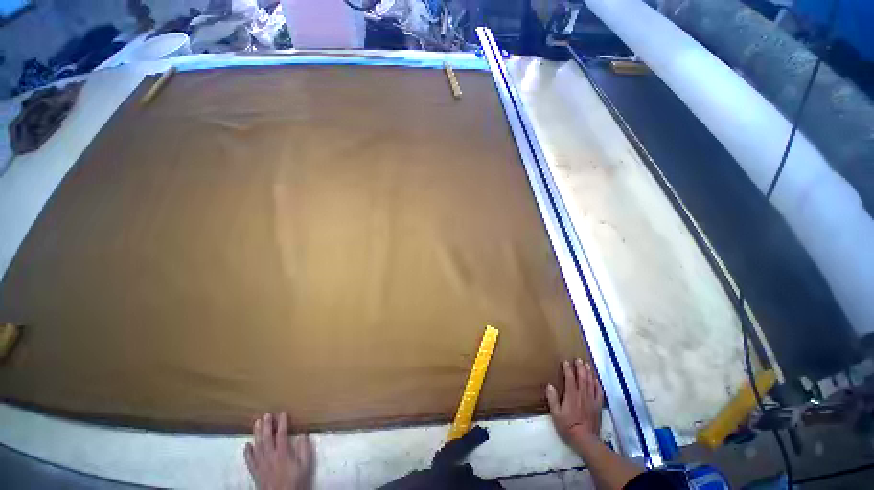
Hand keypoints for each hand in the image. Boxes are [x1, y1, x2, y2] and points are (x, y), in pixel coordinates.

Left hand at [244, 412, 313, 489]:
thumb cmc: (296, 481)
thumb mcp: (305, 466)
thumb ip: (305, 450)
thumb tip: (304, 434)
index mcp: (283, 454)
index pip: (281, 434)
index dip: (282, 423)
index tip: (283, 412)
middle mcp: (270, 457)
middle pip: (267, 439)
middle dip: (266, 426)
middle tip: (266, 414)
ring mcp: (261, 465)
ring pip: (257, 447)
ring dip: (256, 434)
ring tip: (256, 423)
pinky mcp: (256, 473)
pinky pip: (249, 461)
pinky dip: (247, 453)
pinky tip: (247, 445)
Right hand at [546, 358, 603, 447]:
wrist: (585, 440)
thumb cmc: (568, 426)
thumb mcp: (556, 414)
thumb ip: (553, 399)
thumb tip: (550, 385)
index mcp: (571, 396)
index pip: (570, 378)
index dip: (568, 369)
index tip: (565, 361)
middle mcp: (582, 395)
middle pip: (582, 378)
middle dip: (580, 367)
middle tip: (578, 359)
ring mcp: (591, 400)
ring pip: (591, 383)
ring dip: (589, 373)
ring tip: (587, 365)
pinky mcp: (597, 406)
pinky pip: (599, 393)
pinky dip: (597, 385)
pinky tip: (596, 380)